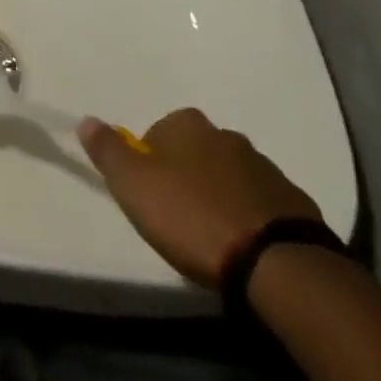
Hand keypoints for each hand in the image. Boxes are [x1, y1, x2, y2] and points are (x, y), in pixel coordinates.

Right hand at [77, 108, 320, 288]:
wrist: (273, 261)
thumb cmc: (191, 216)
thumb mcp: (134, 185)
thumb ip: (108, 151)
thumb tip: (86, 119)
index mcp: (188, 125)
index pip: (158, 132)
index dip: (149, 162)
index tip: (149, 195)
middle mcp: (227, 135)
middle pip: (197, 150)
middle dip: (187, 174)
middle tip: (178, 215)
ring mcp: (265, 167)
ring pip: (231, 175)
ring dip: (220, 194)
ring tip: (212, 234)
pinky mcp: (294, 201)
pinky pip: (262, 202)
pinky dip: (251, 215)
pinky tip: (245, 243)